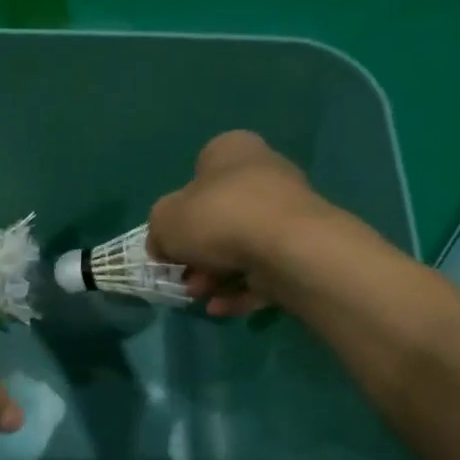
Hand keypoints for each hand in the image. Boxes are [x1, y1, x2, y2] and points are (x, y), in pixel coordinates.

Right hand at [147, 130, 338, 315]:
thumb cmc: (218, 218)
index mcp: (232, 151)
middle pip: (218, 216)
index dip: (179, 207)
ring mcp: (286, 212)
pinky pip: (261, 269)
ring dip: (213, 275)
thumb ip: (158, 231)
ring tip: (201, 295)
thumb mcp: (164, 220)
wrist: (288, 248)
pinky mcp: (301, 247)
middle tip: (183, 275)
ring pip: (239, 247)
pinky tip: (220, 307)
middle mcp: (263, 174)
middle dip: (196, 252)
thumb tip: (164, 247)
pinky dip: (238, 289)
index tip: (170, 236)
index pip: (199, 171)